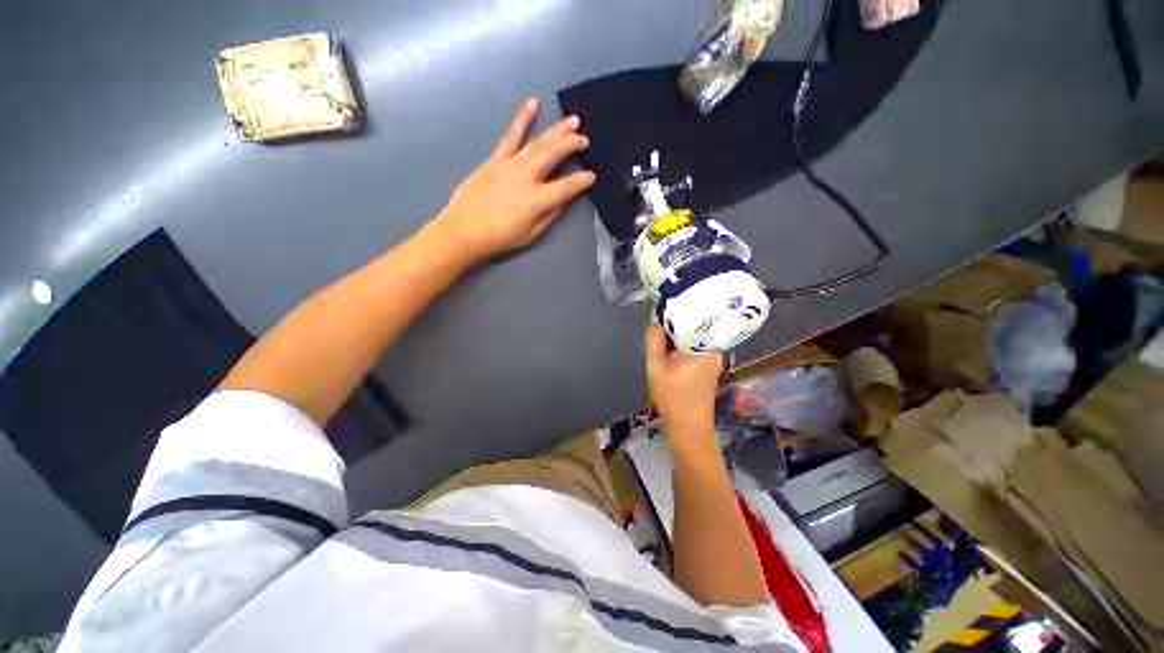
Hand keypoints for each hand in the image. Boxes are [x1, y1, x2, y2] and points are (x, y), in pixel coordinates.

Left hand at [435, 98, 595, 263]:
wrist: (464, 229)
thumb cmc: (500, 237)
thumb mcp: (531, 234)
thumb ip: (549, 215)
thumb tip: (562, 199)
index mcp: (538, 200)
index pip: (567, 186)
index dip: (582, 180)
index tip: (591, 176)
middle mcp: (527, 177)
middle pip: (555, 154)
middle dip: (573, 144)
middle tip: (585, 139)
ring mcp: (511, 164)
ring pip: (539, 141)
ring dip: (557, 129)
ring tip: (572, 120)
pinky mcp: (496, 158)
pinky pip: (511, 135)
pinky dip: (523, 118)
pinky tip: (533, 103)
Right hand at [644, 321, 723, 447]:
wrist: (689, 429)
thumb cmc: (672, 398)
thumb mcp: (655, 366)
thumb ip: (654, 339)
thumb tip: (655, 316)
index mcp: (705, 345)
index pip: (692, 315)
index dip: (674, 310)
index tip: (659, 309)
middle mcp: (714, 348)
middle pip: (693, 326)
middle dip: (673, 325)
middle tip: (656, 330)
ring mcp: (714, 357)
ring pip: (692, 337)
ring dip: (676, 337)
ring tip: (660, 341)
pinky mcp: (710, 365)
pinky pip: (694, 347)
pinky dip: (681, 347)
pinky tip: (669, 354)